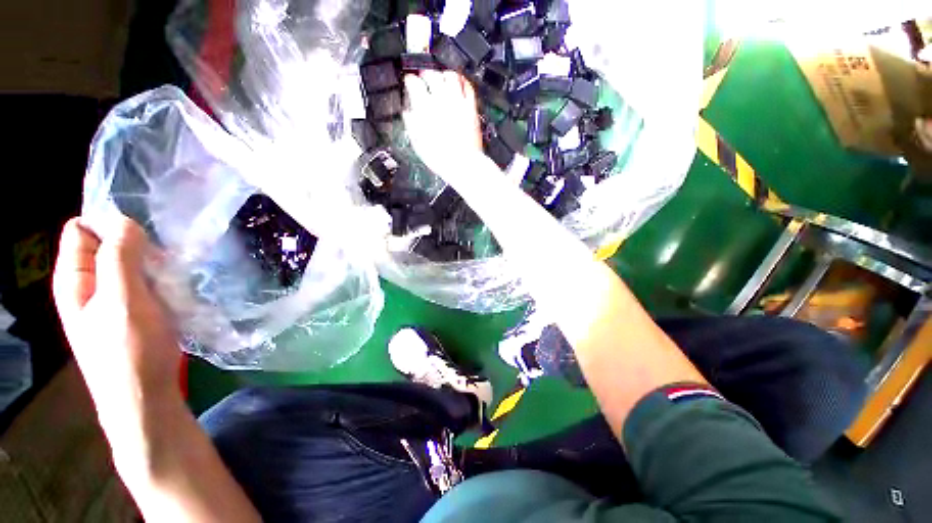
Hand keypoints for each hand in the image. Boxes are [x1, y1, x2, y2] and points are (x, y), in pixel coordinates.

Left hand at [52, 217, 181, 429]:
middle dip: (136, 244)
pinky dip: (159, 278)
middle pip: (107, 244)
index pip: (82, 229)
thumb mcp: (123, 300)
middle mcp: (88, 285)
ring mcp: (110, 299)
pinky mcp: (132, 310)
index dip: (110, 224)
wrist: (145, 396)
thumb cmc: (130, 350)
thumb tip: (125, 221)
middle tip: (163, 260)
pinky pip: (143, 281)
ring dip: (152, 264)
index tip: (144, 235)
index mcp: (74, 278)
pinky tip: (174, 288)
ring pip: (129, 263)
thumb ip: (119, 257)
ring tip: (173, 275)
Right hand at [403, 71, 483, 175]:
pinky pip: (467, 86)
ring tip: (441, 80)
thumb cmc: (439, 158)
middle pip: (431, 74)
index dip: (409, 80)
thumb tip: (408, 112)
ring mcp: (458, 102)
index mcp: (424, 109)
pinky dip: (461, 81)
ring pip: (450, 76)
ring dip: (443, 75)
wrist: (463, 165)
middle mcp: (441, 101)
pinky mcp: (471, 108)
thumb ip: (411, 124)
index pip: (413, 83)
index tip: (409, 82)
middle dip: (425, 74)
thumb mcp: (418, 144)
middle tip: (424, 80)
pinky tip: (458, 83)